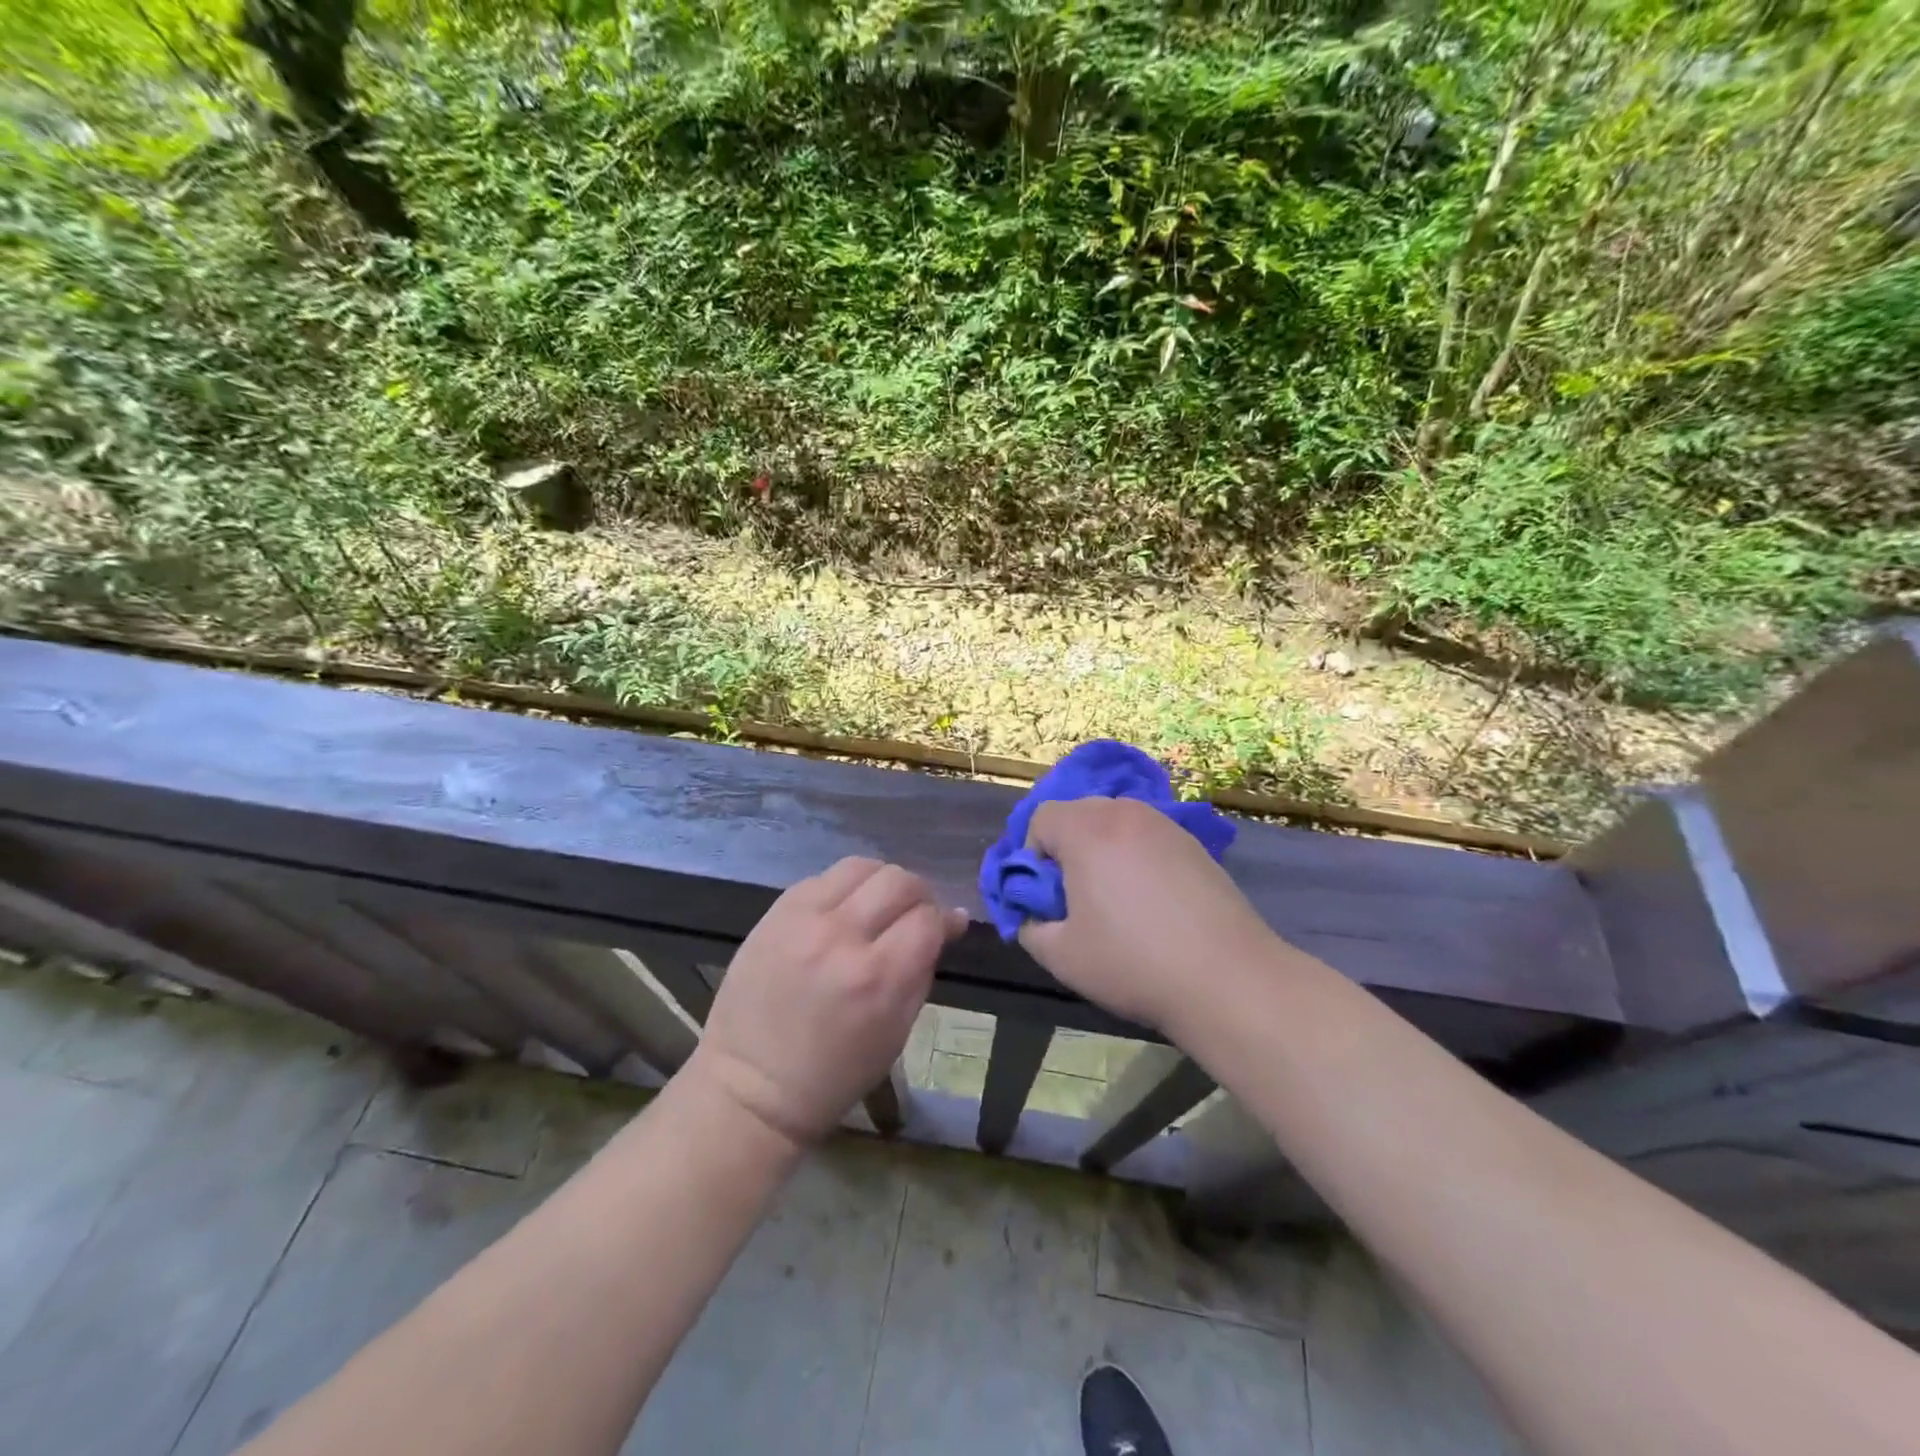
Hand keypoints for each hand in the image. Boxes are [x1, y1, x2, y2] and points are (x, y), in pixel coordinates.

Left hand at [688, 857, 963, 1147]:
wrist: (752, 1084)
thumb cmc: (836, 1071)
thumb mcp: (898, 1030)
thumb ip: (924, 967)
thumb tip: (951, 920)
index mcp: (878, 977)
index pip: (927, 918)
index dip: (941, 921)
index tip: (941, 930)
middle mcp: (841, 937)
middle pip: (898, 881)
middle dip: (918, 894)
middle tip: (914, 915)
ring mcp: (802, 919)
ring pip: (861, 866)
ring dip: (880, 883)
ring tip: (877, 907)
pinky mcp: (774, 913)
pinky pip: (822, 878)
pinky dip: (843, 891)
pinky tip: (841, 913)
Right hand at [1018, 797, 1279, 1032]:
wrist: (1227, 978)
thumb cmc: (1133, 962)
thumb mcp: (1060, 955)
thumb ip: (1030, 925)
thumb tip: (1034, 912)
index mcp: (1087, 830)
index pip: (1041, 817)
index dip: (1033, 855)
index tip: (1048, 895)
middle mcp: (1126, 814)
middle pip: (1078, 812)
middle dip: (1067, 847)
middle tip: (1078, 896)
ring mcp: (1165, 825)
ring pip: (1115, 822)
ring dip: (1103, 849)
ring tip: (1116, 898)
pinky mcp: (1194, 844)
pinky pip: (1147, 836)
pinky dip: (1136, 856)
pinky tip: (1152, 901)